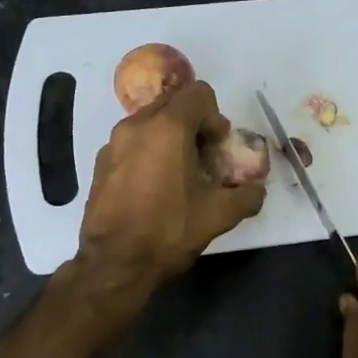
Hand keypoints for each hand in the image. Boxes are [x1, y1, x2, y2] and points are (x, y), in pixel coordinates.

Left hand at [75, 80, 266, 289]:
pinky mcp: (100, 162)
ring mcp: (113, 143)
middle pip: (173, 102)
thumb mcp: (218, 216)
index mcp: (167, 128)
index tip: (217, 147)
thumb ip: (247, 196)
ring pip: (150, 121)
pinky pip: (131, 142)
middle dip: (193, 122)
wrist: (113, 264)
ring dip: (170, 136)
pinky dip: (147, 151)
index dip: (215, 116)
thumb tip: (257, 190)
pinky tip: (154, 186)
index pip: (198, 93)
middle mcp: (136, 125)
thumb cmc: (168, 231)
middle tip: (203, 156)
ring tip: (179, 172)